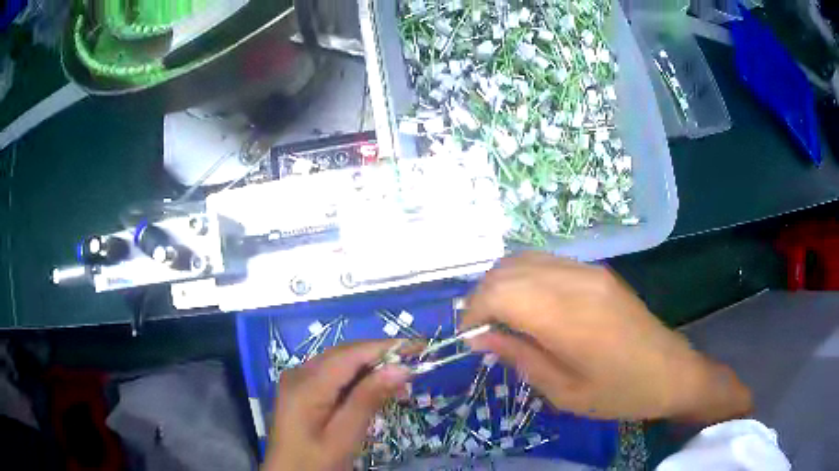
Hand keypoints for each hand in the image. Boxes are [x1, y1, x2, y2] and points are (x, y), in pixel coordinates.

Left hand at [264, 341, 408, 470]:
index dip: (386, 347)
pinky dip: (357, 380)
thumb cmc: (315, 462)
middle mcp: (300, 373)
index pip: (351, 354)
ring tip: (401, 383)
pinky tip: (375, 391)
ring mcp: (298, 381)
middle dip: (381, 356)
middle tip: (415, 366)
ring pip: (340, 363)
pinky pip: (333, 376)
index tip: (419, 347)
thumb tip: (400, 368)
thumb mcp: (344, 437)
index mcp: (306, 384)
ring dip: (371, 368)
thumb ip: (368, 400)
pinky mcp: (302, 391)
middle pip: (345, 354)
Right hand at [462, 252, 751, 422]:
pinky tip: (529, 305)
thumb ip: (520, 358)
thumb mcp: (563, 392)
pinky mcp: (597, 270)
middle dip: (483, 297)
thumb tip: (480, 338)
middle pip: (508, 270)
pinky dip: (524, 278)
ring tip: (502, 318)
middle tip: (482, 330)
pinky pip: (546, 261)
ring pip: (525, 259)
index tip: (470, 338)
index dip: (474, 311)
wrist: (670, 371)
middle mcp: (576, 281)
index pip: (501, 292)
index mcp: (569, 317)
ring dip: (502, 284)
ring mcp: (589, 270)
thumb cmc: (618, 392)